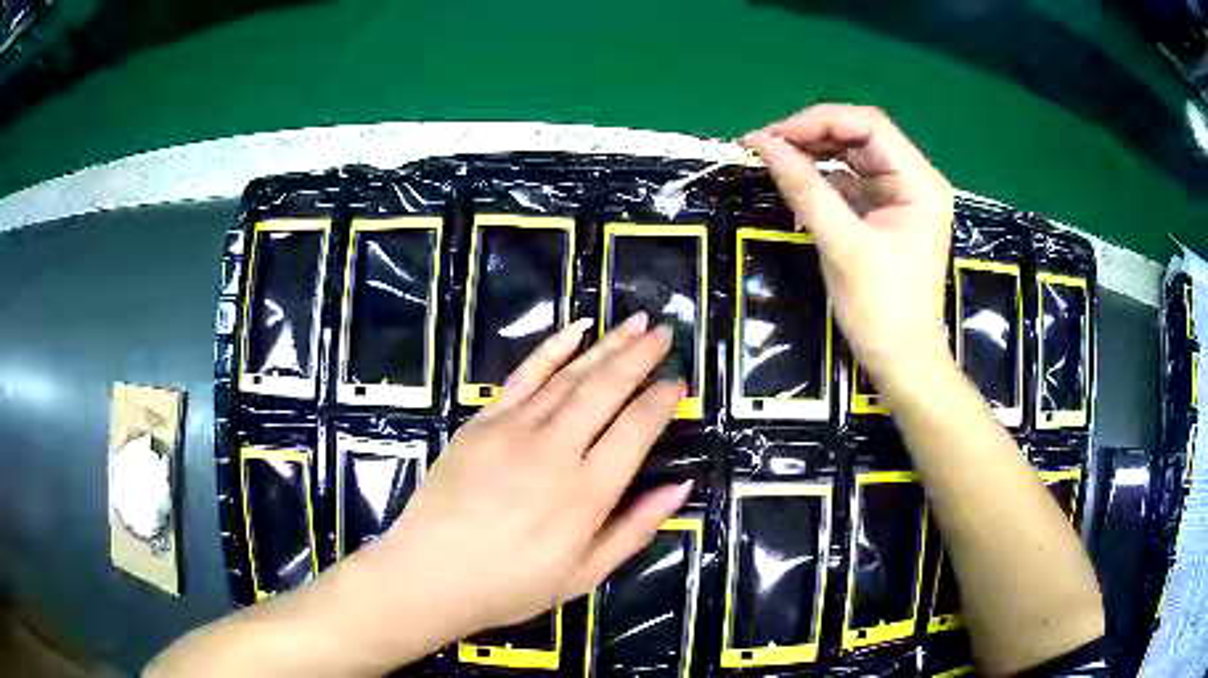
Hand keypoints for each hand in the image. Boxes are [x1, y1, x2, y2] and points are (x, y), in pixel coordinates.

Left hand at [346, 313, 689, 660]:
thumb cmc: (510, 584)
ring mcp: (513, 429)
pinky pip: (523, 376)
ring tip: (635, 323)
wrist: (429, 573)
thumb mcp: (584, 574)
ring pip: (570, 377)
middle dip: (640, 357)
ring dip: (607, 346)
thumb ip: (635, 528)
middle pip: (606, 390)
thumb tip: (680, 486)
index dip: (661, 401)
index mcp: (586, 493)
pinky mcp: (482, 422)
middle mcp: (554, 450)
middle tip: (664, 333)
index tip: (678, 382)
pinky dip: (551, 349)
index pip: (636, 430)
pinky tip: (576, 329)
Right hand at [744, 104, 954, 386]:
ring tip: (773, 158)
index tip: (772, 136)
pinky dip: (823, 179)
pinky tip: (797, 183)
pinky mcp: (887, 215)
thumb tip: (764, 144)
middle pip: (861, 136)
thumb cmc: (882, 309)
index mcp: (919, 183)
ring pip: (854, 157)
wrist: (902, 363)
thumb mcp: (842, 245)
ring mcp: (901, 198)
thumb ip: (805, 189)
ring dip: (815, 153)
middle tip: (765, 145)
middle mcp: (914, 181)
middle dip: (813, 135)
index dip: (818, 121)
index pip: (868, 125)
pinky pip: (852, 183)